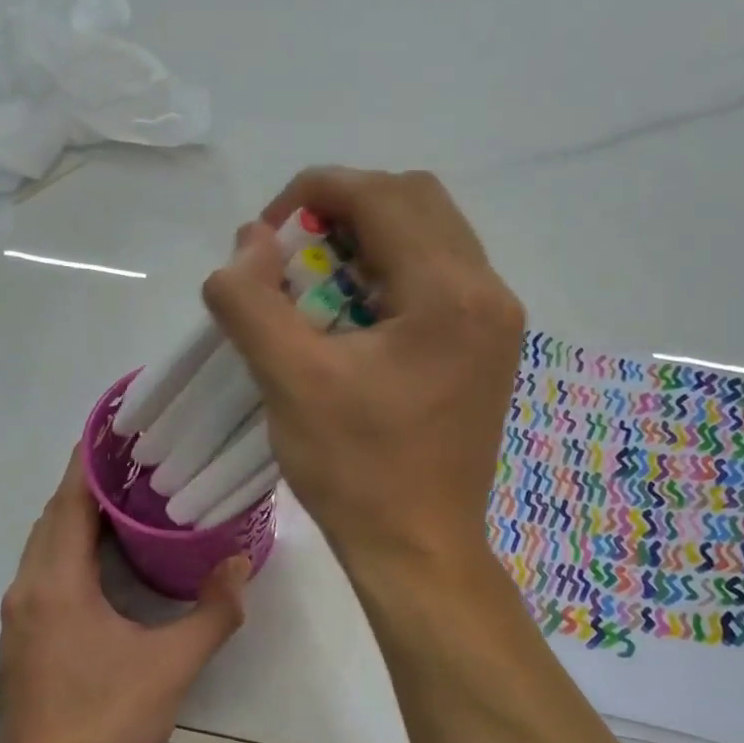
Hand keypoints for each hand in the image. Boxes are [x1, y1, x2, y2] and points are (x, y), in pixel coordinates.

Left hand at [0, 450, 248, 742]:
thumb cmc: (106, 722)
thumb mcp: (172, 665)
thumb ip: (213, 611)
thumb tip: (241, 563)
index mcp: (56, 582)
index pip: (70, 500)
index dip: (91, 461)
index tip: (120, 430)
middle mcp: (28, 587)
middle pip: (54, 517)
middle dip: (89, 485)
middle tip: (137, 463)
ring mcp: (19, 615)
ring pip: (45, 546)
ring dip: (78, 518)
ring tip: (127, 502)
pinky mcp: (21, 638)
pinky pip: (43, 572)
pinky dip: (70, 550)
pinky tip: (105, 561)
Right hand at [202, 168, 523, 570]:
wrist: (419, 549)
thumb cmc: (357, 470)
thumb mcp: (290, 381)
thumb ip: (253, 299)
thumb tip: (247, 242)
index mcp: (450, 292)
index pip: (380, 195)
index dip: (313, 193)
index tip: (264, 235)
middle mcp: (488, 292)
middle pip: (414, 202)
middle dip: (344, 213)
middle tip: (294, 259)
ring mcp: (496, 322)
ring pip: (431, 237)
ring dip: (369, 243)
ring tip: (320, 290)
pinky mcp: (489, 349)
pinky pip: (441, 278)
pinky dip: (393, 276)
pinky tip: (356, 321)